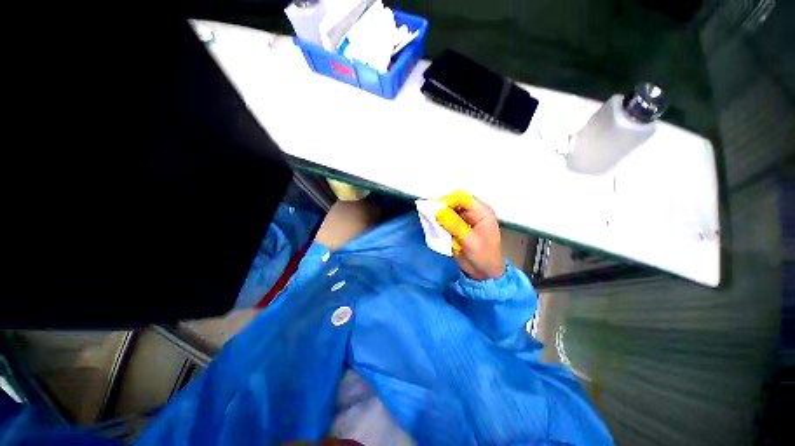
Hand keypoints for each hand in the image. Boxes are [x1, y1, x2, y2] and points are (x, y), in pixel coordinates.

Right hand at [435, 191, 504, 279]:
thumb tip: (438, 211)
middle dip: (441, 206)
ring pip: (447, 210)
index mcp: (482, 212)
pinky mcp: (456, 226)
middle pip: (453, 202)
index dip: (448, 200)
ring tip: (426, 217)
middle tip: (427, 212)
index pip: (463, 198)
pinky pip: (444, 219)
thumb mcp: (471, 242)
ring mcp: (463, 219)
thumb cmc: (483, 257)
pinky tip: (430, 223)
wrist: (483, 273)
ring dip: (437, 213)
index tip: (434, 208)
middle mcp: (472, 212)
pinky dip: (437, 221)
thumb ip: (455, 226)